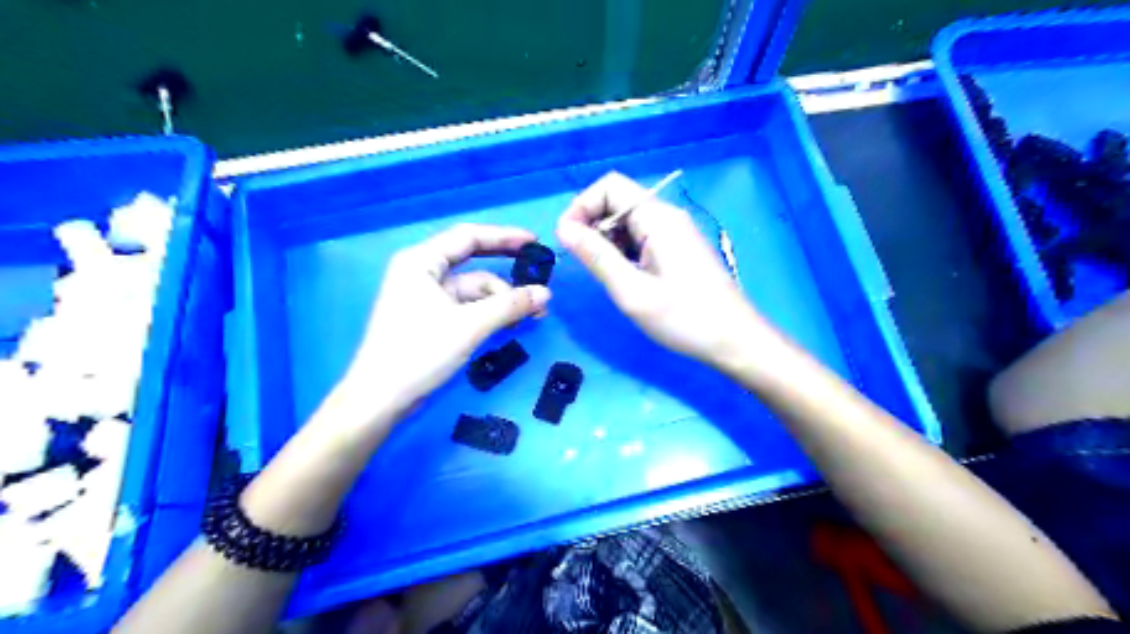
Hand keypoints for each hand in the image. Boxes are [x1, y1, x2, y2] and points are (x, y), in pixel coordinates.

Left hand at [346, 222, 555, 410]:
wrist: (380, 399)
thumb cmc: (419, 352)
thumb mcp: (470, 325)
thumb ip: (510, 306)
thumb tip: (546, 293)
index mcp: (422, 262)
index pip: (469, 237)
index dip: (504, 236)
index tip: (534, 242)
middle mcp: (422, 273)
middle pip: (472, 263)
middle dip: (506, 274)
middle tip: (539, 277)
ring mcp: (425, 298)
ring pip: (472, 290)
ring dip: (501, 300)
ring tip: (532, 315)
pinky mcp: (429, 320)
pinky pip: (466, 307)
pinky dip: (488, 313)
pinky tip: (510, 324)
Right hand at [555, 174, 768, 371]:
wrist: (734, 340)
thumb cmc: (684, 318)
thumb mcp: (632, 290)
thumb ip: (596, 256)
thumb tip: (563, 228)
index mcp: (658, 218)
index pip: (610, 186)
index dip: (582, 206)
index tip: (566, 240)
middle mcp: (667, 217)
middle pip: (618, 202)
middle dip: (592, 226)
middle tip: (583, 263)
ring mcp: (674, 233)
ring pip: (627, 222)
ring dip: (606, 241)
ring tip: (604, 275)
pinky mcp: (678, 249)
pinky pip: (641, 238)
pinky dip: (623, 252)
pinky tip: (624, 278)